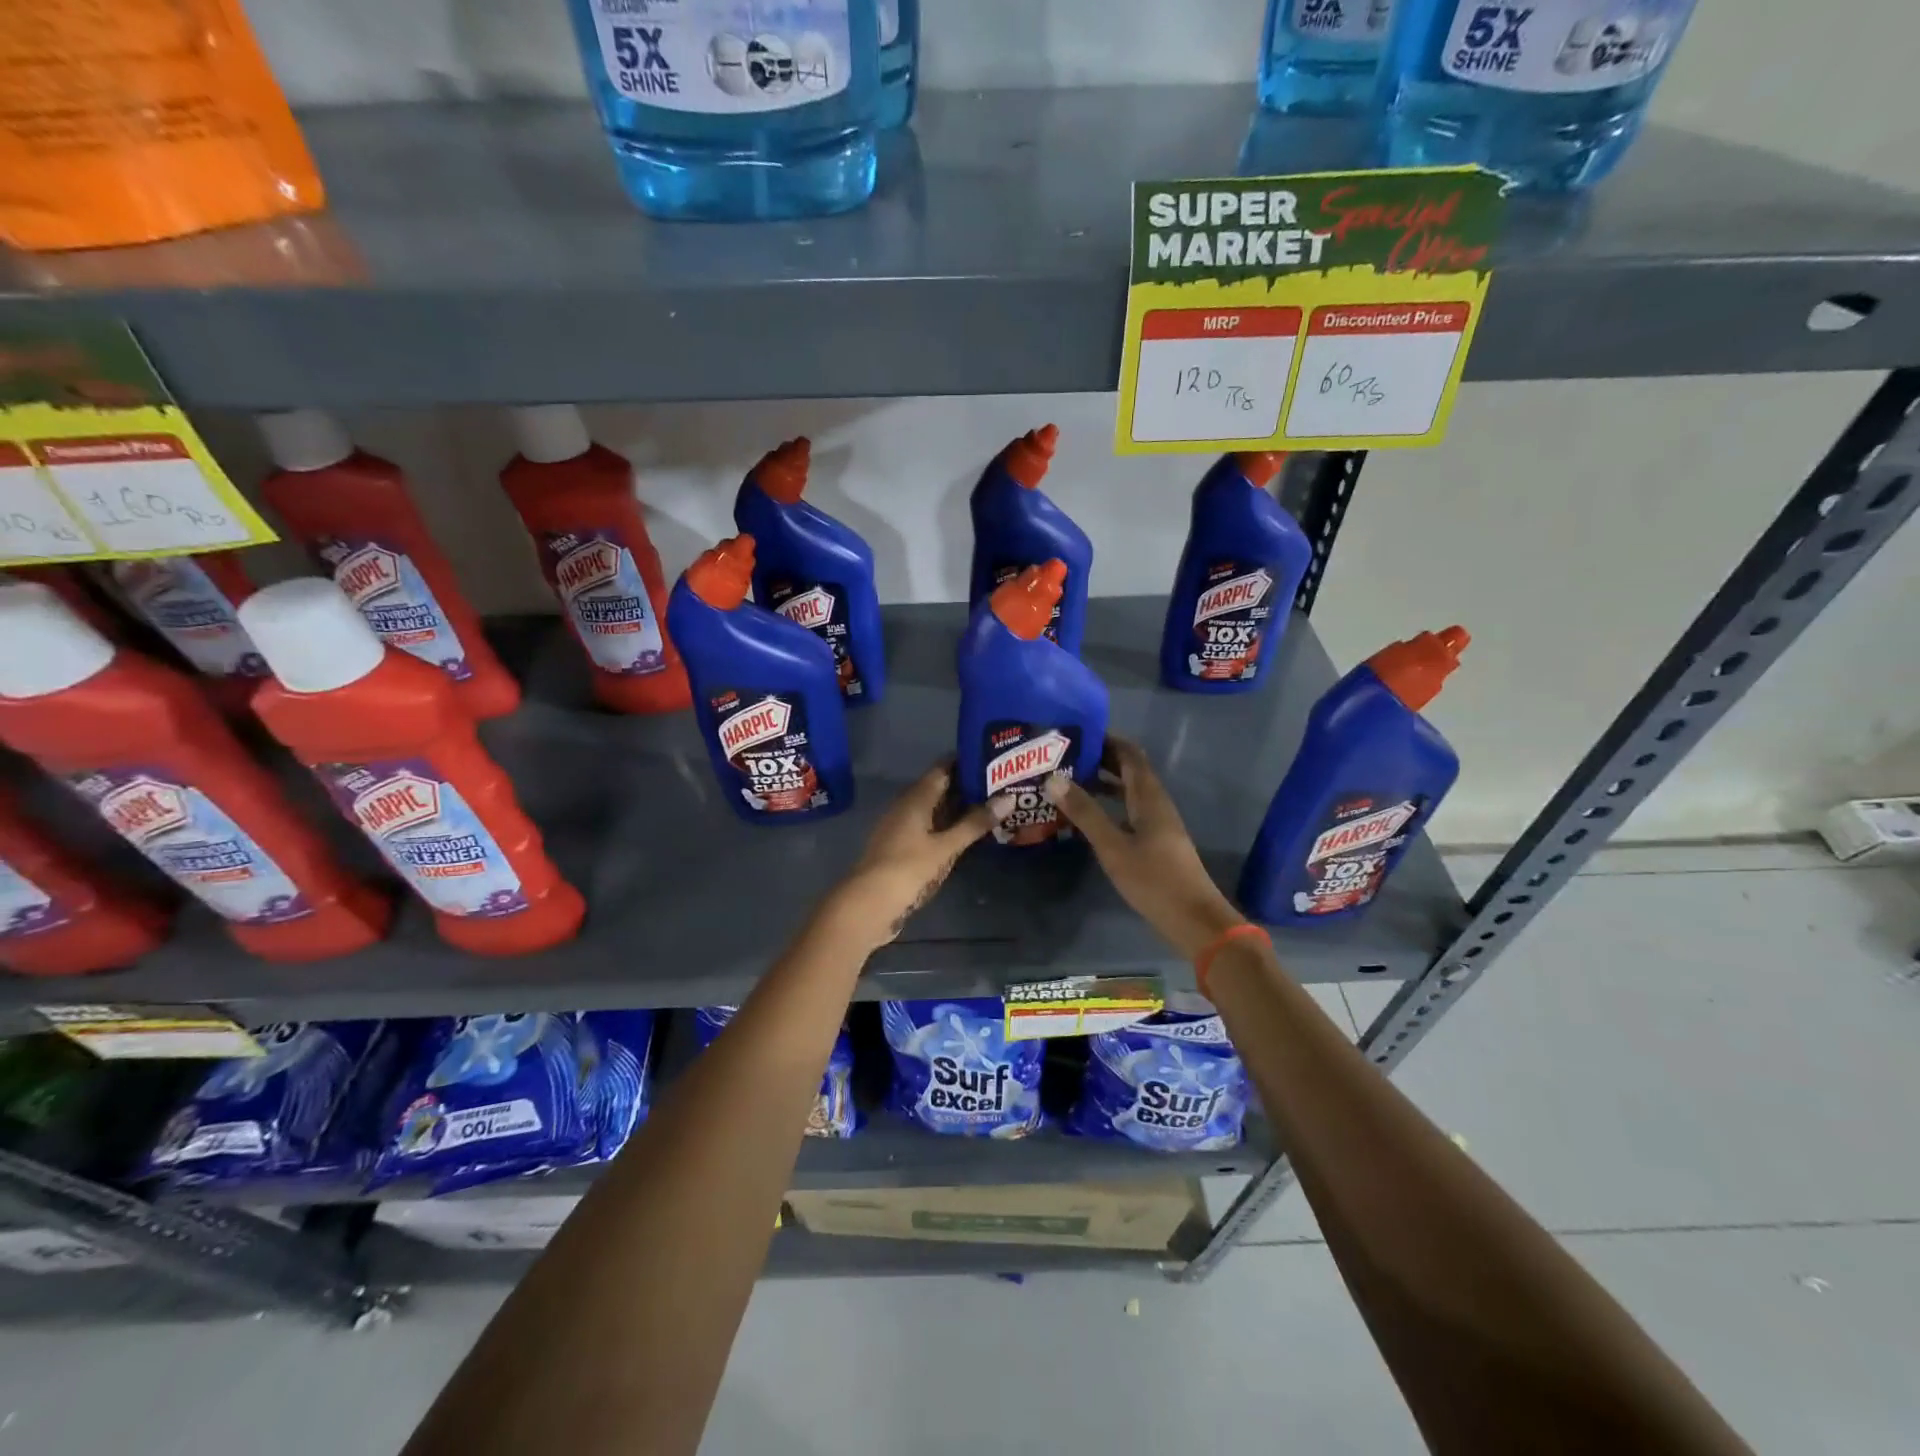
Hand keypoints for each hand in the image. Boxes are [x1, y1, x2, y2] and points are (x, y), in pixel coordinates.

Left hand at [833, 762, 1008, 945]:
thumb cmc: (908, 869)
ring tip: (993, 807)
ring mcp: (903, 828)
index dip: (966, 761)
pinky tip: (969, 835)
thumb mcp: (946, 847)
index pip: (943, 769)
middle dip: (968, 786)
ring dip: (960, 809)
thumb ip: (975, 823)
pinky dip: (950, 827)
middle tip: (1003, 784)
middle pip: (940, 788)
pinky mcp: (903, 848)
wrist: (868, 905)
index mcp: (915, 798)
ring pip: (936, 810)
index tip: (994, 759)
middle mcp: (907, 806)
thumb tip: (1008, 797)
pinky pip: (930, 828)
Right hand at [1043, 736, 1245, 959]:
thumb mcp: (1113, 846)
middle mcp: (1156, 802)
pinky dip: (1109, 803)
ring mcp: (1158, 822)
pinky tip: (1088, 815)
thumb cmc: (1154, 880)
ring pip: (1129, 790)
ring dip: (1103, 781)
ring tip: (1068, 780)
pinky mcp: (1156, 841)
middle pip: (1129, 769)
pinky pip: (1129, 809)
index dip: (1106, 739)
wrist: (1194, 920)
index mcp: (1149, 796)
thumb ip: (1085, 813)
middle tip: (1063, 756)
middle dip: (1100, 758)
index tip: (1075, 733)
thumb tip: (1053, 779)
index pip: (1129, 753)